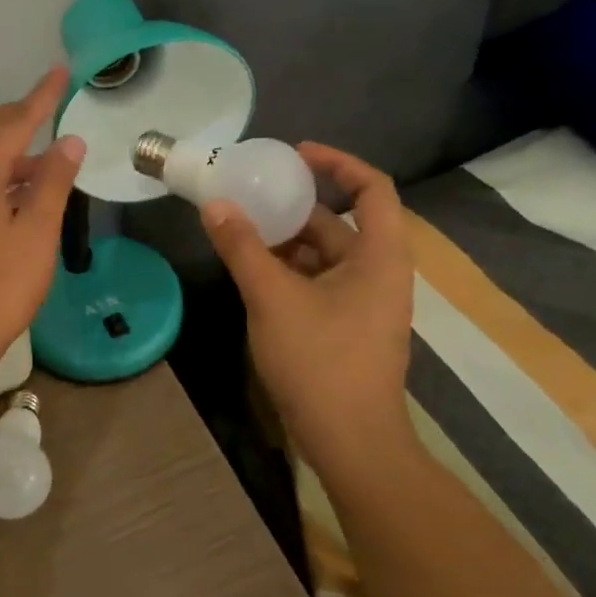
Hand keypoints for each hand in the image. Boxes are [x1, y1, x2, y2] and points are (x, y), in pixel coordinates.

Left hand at [0, 68, 84, 385]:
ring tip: (42, 157)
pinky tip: (16, 190)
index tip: (61, 73)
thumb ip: (52, 183)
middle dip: (14, 115)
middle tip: (48, 112)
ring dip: (2, 144)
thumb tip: (69, 141)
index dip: (40, 98)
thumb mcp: (36, 234)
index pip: (12, 122)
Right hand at [201, 144, 414, 464]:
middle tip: (249, 194)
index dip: (337, 162)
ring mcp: (364, 303)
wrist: (350, 442)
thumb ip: (242, 247)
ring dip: (285, 241)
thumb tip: (215, 205)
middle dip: (294, 206)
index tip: (294, 154)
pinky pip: (317, 282)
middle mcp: (379, 272)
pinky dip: (288, 271)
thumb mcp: (272, 297)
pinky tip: (251, 273)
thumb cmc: (320, 361)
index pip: (372, 188)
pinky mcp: (347, 327)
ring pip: (324, 256)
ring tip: (240, 230)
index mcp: (380, 256)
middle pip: (340, 222)